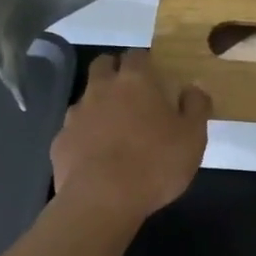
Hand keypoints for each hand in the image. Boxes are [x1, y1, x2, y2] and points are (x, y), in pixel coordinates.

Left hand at [50, 50, 209, 218]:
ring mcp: (76, 115)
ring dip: (98, 104)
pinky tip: (96, 156)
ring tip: (114, 128)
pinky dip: (84, 135)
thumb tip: (193, 89)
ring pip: (86, 96)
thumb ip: (196, 107)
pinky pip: (74, 129)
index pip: (137, 55)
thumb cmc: (155, 164)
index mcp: (136, 81)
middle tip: (132, 93)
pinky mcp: (60, 141)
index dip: (146, 62)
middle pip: (103, 64)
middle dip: (115, 70)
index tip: (156, 77)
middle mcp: (101, 89)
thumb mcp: (193, 137)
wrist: (101, 201)